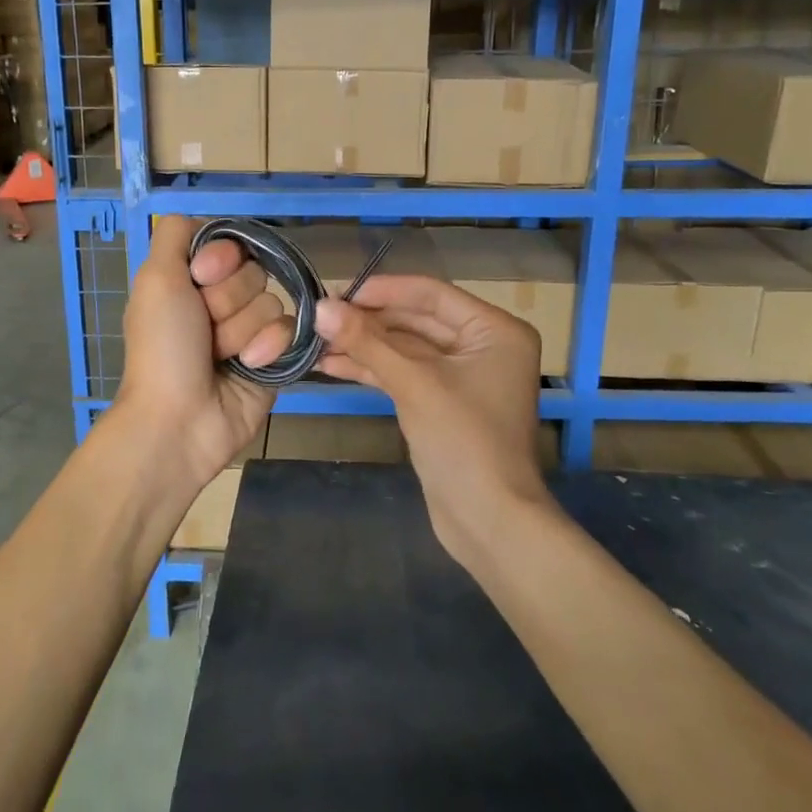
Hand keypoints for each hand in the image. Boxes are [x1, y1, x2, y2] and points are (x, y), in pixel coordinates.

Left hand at [114, 216, 293, 493]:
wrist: (180, 419)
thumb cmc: (162, 348)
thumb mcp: (155, 279)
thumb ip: (174, 234)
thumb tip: (202, 223)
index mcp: (190, 280)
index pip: (229, 244)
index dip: (220, 258)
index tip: (200, 278)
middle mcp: (220, 300)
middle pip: (253, 271)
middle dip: (227, 300)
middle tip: (203, 328)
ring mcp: (248, 329)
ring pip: (272, 301)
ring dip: (242, 330)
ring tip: (220, 356)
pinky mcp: (275, 356)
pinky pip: (290, 330)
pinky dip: (267, 348)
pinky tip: (248, 366)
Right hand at [316, 276, 551, 563]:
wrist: (488, 521)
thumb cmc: (464, 442)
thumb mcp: (414, 384)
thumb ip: (367, 342)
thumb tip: (320, 307)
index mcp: (494, 330)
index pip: (431, 295)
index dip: (383, 290)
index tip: (337, 291)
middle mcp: (482, 346)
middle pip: (416, 320)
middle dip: (368, 320)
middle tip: (320, 316)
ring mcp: (461, 376)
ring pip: (405, 349)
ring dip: (364, 345)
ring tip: (316, 341)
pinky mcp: (442, 403)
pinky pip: (404, 374)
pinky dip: (372, 369)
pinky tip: (332, 364)